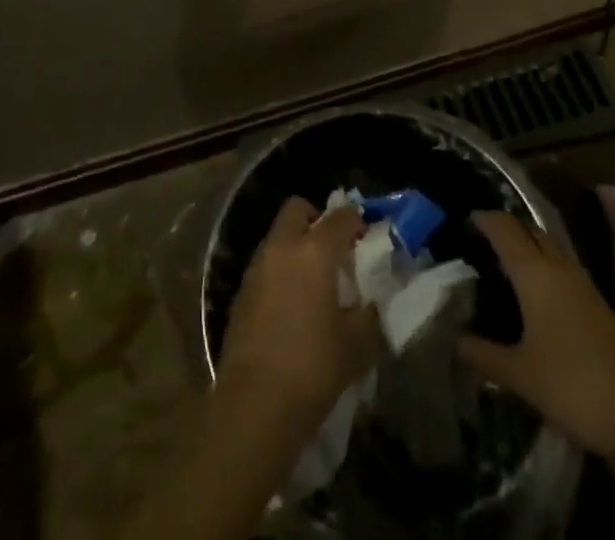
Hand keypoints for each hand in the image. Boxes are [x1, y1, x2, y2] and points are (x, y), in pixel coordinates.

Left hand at [218, 197, 379, 432]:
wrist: (254, 404)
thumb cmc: (312, 367)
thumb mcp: (357, 345)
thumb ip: (370, 316)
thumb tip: (373, 305)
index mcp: (314, 250)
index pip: (341, 217)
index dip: (357, 223)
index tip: (367, 241)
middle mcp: (282, 247)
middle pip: (298, 210)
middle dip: (317, 221)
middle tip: (334, 252)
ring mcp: (257, 267)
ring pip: (278, 237)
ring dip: (296, 247)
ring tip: (314, 284)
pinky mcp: (241, 292)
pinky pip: (265, 265)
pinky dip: (280, 272)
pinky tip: (291, 307)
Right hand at [458, 210, 614, 460]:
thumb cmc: (573, 385)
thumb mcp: (519, 374)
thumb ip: (483, 354)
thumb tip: (454, 339)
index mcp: (535, 273)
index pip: (504, 228)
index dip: (483, 220)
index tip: (463, 222)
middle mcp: (558, 267)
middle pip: (528, 230)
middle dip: (504, 229)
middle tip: (479, 243)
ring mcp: (581, 283)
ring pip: (547, 248)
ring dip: (525, 247)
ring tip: (501, 266)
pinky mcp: (596, 303)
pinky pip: (560, 268)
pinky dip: (541, 267)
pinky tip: (533, 294)